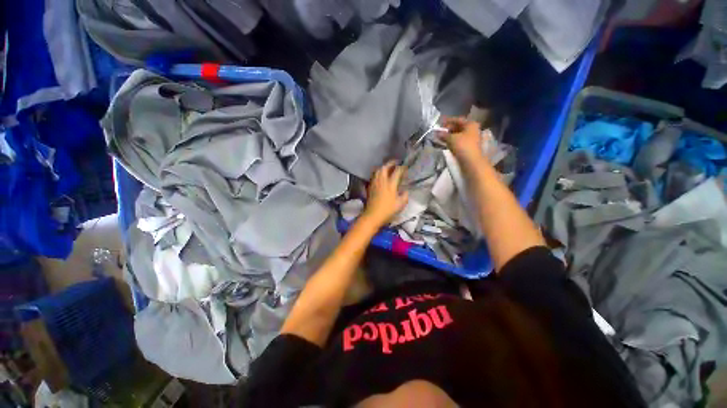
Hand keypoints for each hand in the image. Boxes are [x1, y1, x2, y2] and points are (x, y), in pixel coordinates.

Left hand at [363, 161, 408, 225]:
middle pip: (384, 167)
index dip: (401, 168)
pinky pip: (374, 176)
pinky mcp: (370, 187)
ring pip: (378, 171)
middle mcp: (382, 181)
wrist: (372, 216)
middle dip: (390, 163)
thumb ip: (404, 196)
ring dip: (383, 167)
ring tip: (388, 168)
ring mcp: (374, 183)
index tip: (405, 167)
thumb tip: (405, 190)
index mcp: (390, 185)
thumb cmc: (388, 211)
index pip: (396, 172)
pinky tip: (381, 176)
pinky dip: (378, 173)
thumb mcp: (400, 205)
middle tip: (395, 163)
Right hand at [441, 117, 484, 163]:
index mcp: (470, 124)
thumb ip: (443, 134)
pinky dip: (452, 142)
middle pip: (459, 127)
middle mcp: (472, 130)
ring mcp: (471, 139)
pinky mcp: (469, 147)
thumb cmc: (462, 146)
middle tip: (440, 132)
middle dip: (448, 129)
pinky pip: (459, 141)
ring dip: (450, 136)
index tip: (440, 123)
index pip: (457, 119)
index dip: (448, 121)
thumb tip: (437, 132)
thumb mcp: (451, 138)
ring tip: (441, 138)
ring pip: (458, 135)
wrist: (471, 161)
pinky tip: (446, 144)